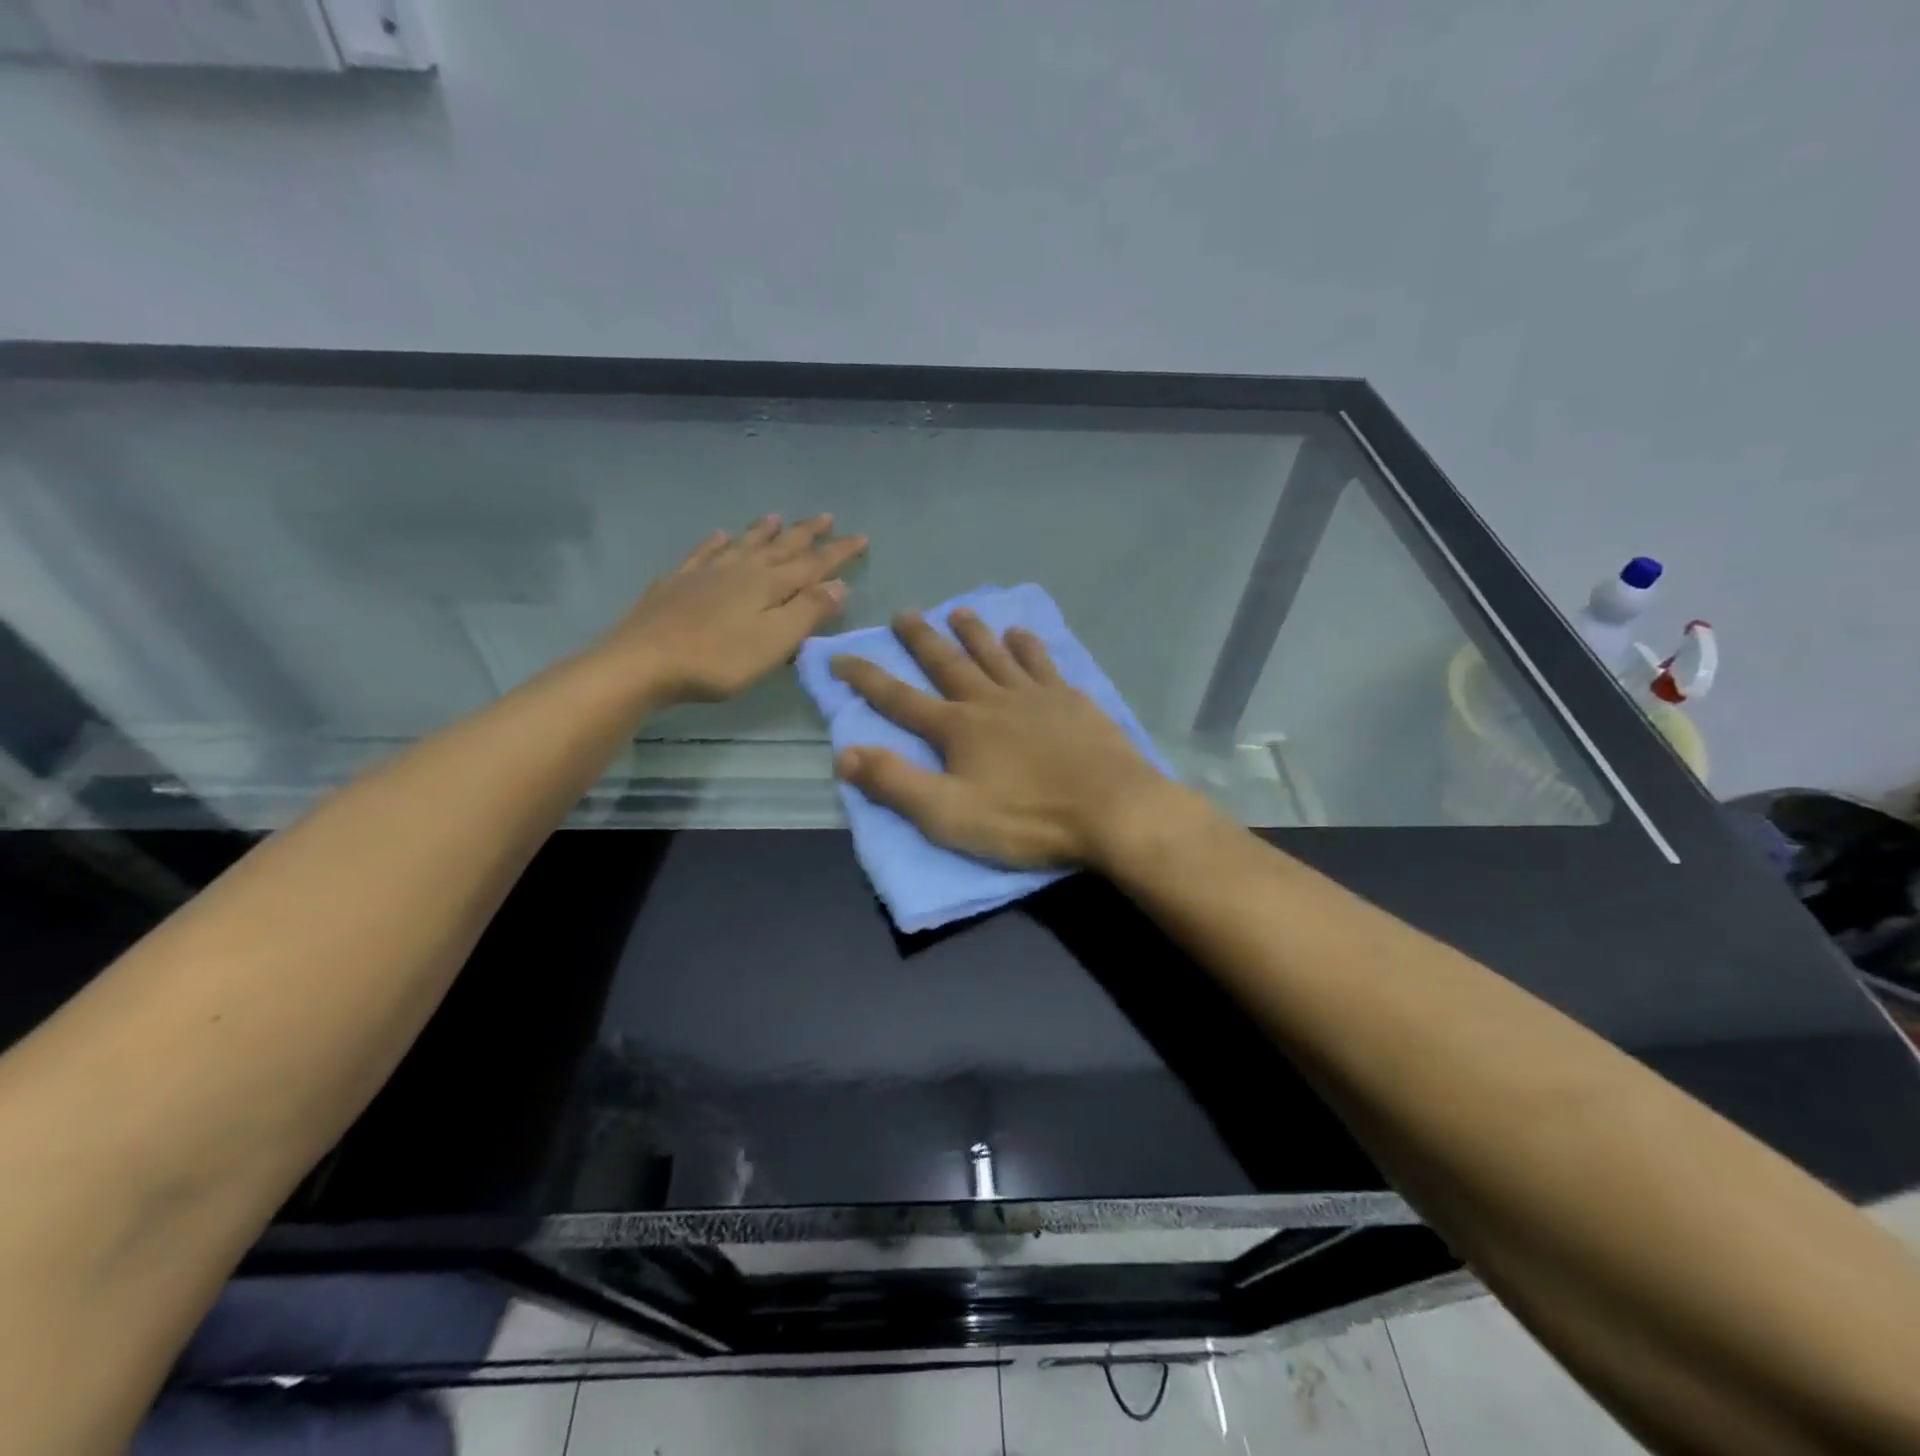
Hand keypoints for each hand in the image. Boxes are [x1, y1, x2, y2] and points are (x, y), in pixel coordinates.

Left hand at [604, 514, 866, 703]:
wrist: (644, 661)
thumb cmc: (718, 659)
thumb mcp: (775, 641)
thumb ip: (808, 612)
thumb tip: (838, 584)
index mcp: (769, 585)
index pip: (813, 564)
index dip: (838, 552)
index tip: (860, 537)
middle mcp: (741, 570)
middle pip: (780, 547)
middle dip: (806, 533)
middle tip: (825, 517)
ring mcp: (706, 573)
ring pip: (743, 544)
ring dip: (763, 531)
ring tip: (777, 517)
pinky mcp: (677, 583)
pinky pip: (703, 553)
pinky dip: (716, 543)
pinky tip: (719, 536)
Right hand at [829, 607, 1177, 867]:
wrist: (1112, 809)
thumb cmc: (1027, 818)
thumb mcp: (950, 814)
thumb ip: (896, 784)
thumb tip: (844, 754)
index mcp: (958, 728)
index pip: (899, 699)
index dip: (866, 678)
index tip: (840, 656)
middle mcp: (991, 701)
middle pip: (948, 663)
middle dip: (921, 639)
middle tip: (904, 613)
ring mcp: (1034, 696)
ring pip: (995, 654)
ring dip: (973, 632)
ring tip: (958, 611)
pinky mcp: (1071, 701)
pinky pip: (1042, 663)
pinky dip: (1027, 647)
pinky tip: (1021, 634)